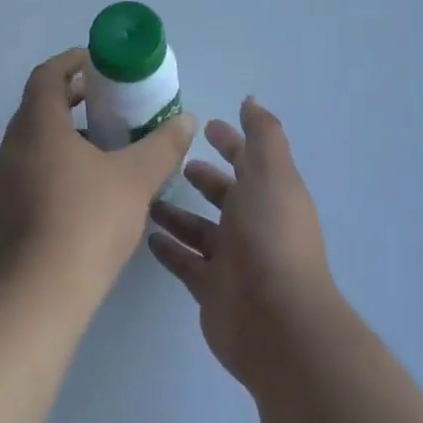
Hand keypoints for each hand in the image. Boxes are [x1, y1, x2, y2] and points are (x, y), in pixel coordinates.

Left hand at [0, 48, 197, 309]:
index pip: (47, 75)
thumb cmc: (87, 223)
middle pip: (38, 108)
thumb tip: (186, 119)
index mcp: (39, 127)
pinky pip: (26, 175)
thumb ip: (163, 146)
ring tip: (100, 148)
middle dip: (71, 98)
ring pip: (31, 145)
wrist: (35, 299)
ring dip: (62, 136)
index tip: (97, 62)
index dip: (71, 61)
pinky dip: (51, 168)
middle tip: (107, 102)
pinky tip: (80, 193)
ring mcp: (0, 185)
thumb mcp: (136, 180)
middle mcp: (11, 148)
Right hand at [148, 98, 339, 391]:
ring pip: (200, 229)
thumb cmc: (271, 236)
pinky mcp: (211, 290)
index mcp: (270, 193)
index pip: (248, 159)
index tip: (204, 126)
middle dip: (203, 177)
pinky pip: (186, 262)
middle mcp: (253, 223)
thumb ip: (262, 135)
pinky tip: (146, 236)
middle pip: (224, 194)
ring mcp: (232, 260)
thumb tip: (251, 101)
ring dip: (178, 213)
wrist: (277, 321)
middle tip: (170, 162)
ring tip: (146, 197)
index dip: (230, 141)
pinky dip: (170, 249)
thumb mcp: (271, 173)